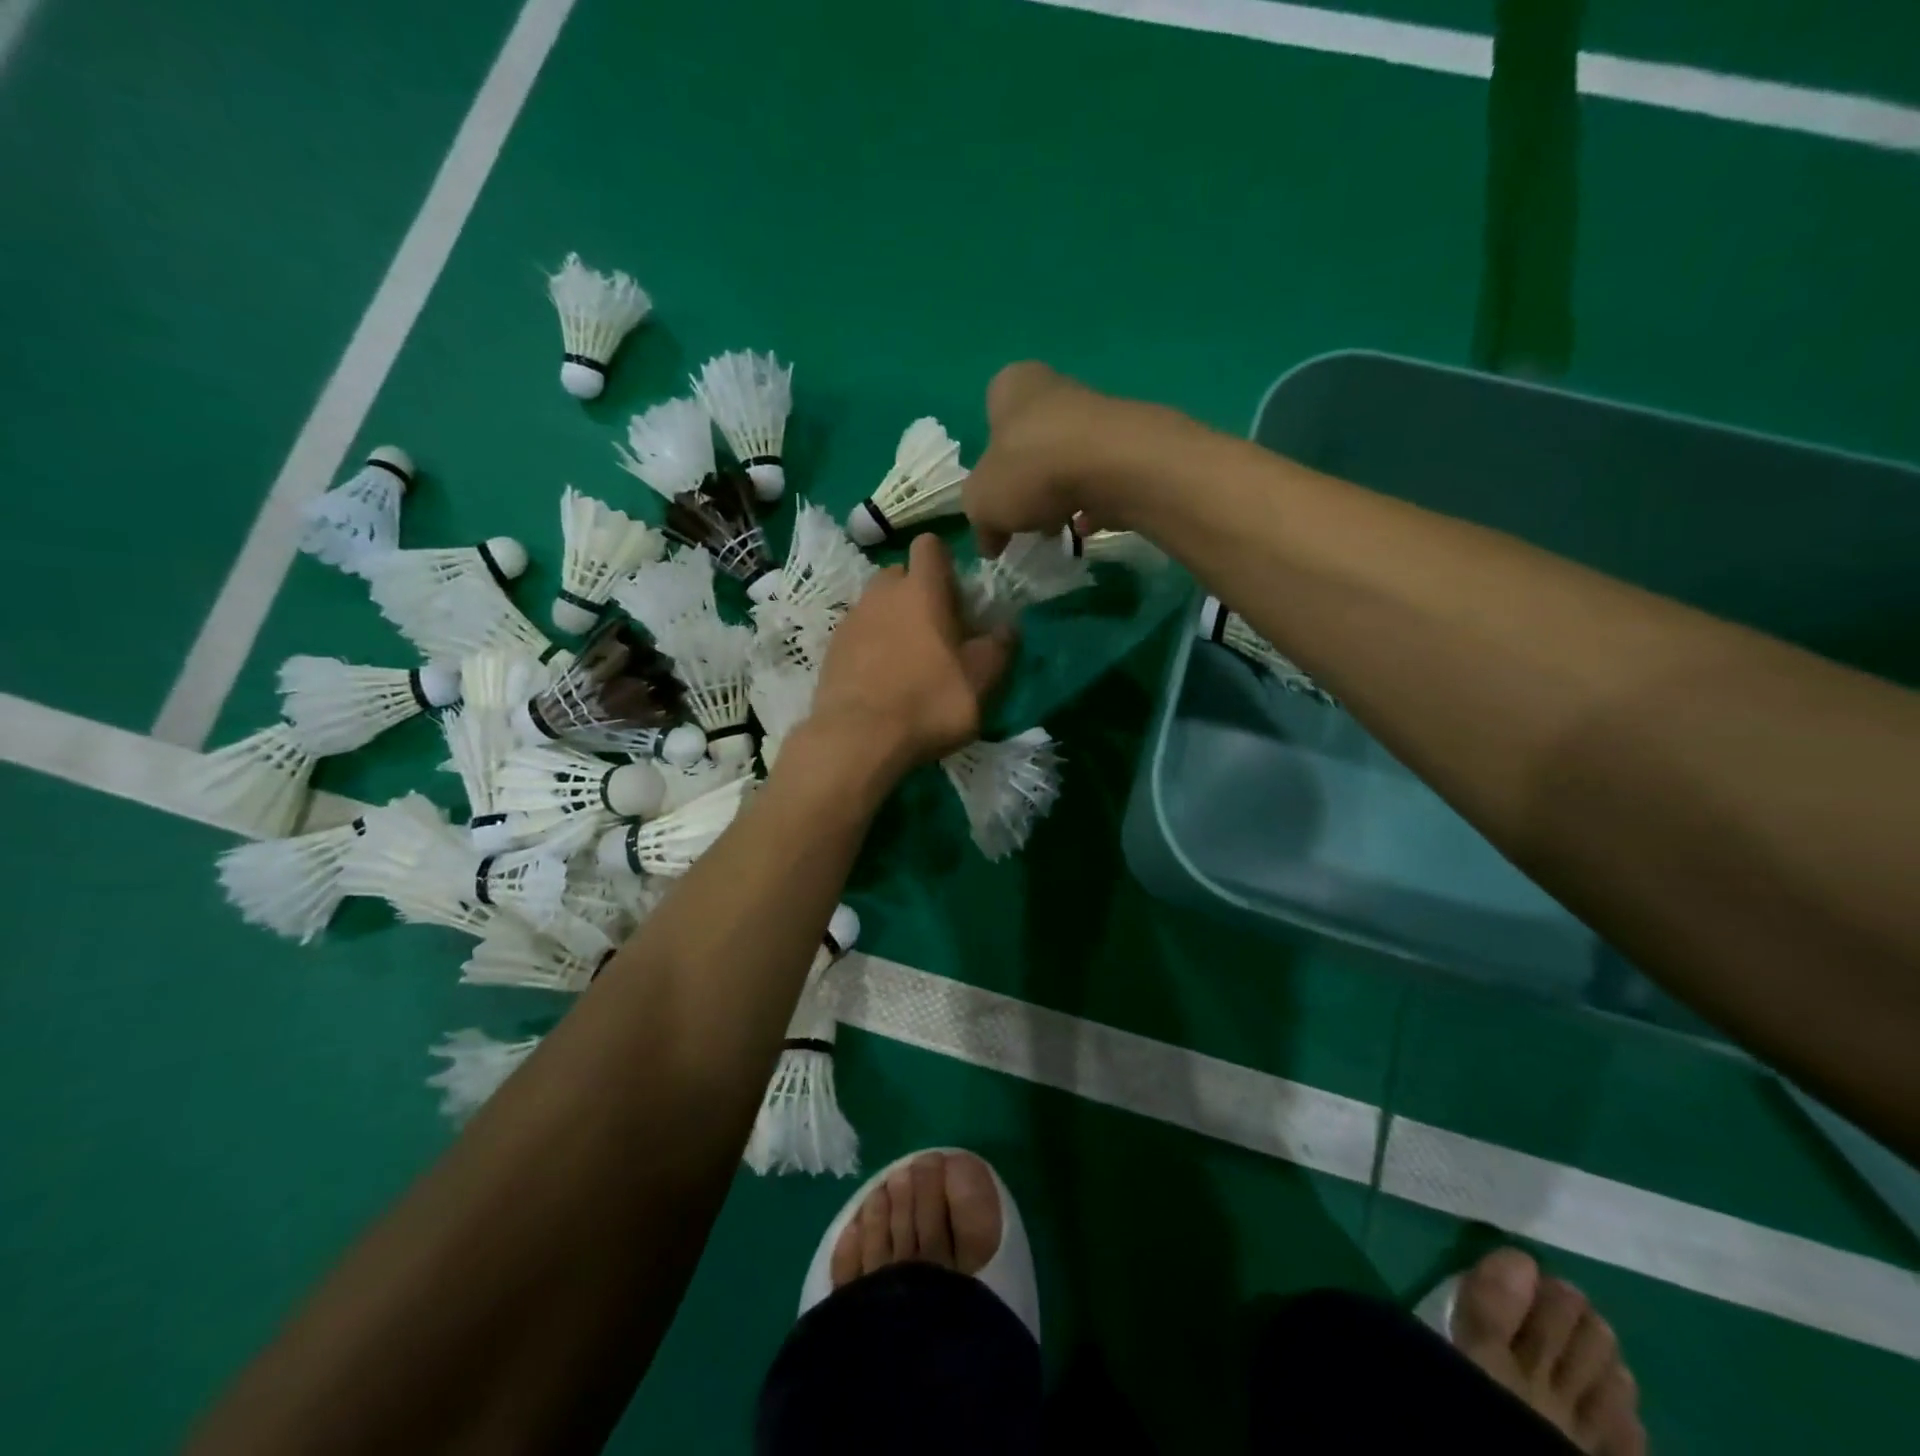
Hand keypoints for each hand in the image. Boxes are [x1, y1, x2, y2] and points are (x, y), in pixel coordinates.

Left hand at [806, 534, 1013, 774]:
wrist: (858, 739)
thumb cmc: (928, 702)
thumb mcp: (980, 681)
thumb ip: (999, 648)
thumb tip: (1008, 628)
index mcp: (921, 590)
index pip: (930, 546)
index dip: (945, 563)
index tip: (957, 596)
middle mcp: (881, 594)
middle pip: (900, 575)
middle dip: (917, 594)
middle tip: (936, 632)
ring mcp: (851, 621)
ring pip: (877, 606)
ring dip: (893, 622)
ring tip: (908, 661)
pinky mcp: (831, 650)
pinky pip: (858, 635)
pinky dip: (871, 648)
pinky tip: (882, 681)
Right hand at [962, 361, 1189, 555]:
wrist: (1115, 467)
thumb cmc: (1032, 470)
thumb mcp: (982, 502)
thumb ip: (979, 519)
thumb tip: (990, 542)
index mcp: (1012, 388)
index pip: (991, 417)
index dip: (987, 462)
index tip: (991, 496)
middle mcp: (1056, 390)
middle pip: (1031, 443)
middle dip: (1026, 484)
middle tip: (1022, 519)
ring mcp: (1097, 416)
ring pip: (1067, 462)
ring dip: (1058, 497)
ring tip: (1055, 529)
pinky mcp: (1129, 446)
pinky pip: (1100, 480)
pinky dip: (1092, 503)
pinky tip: (1086, 528)